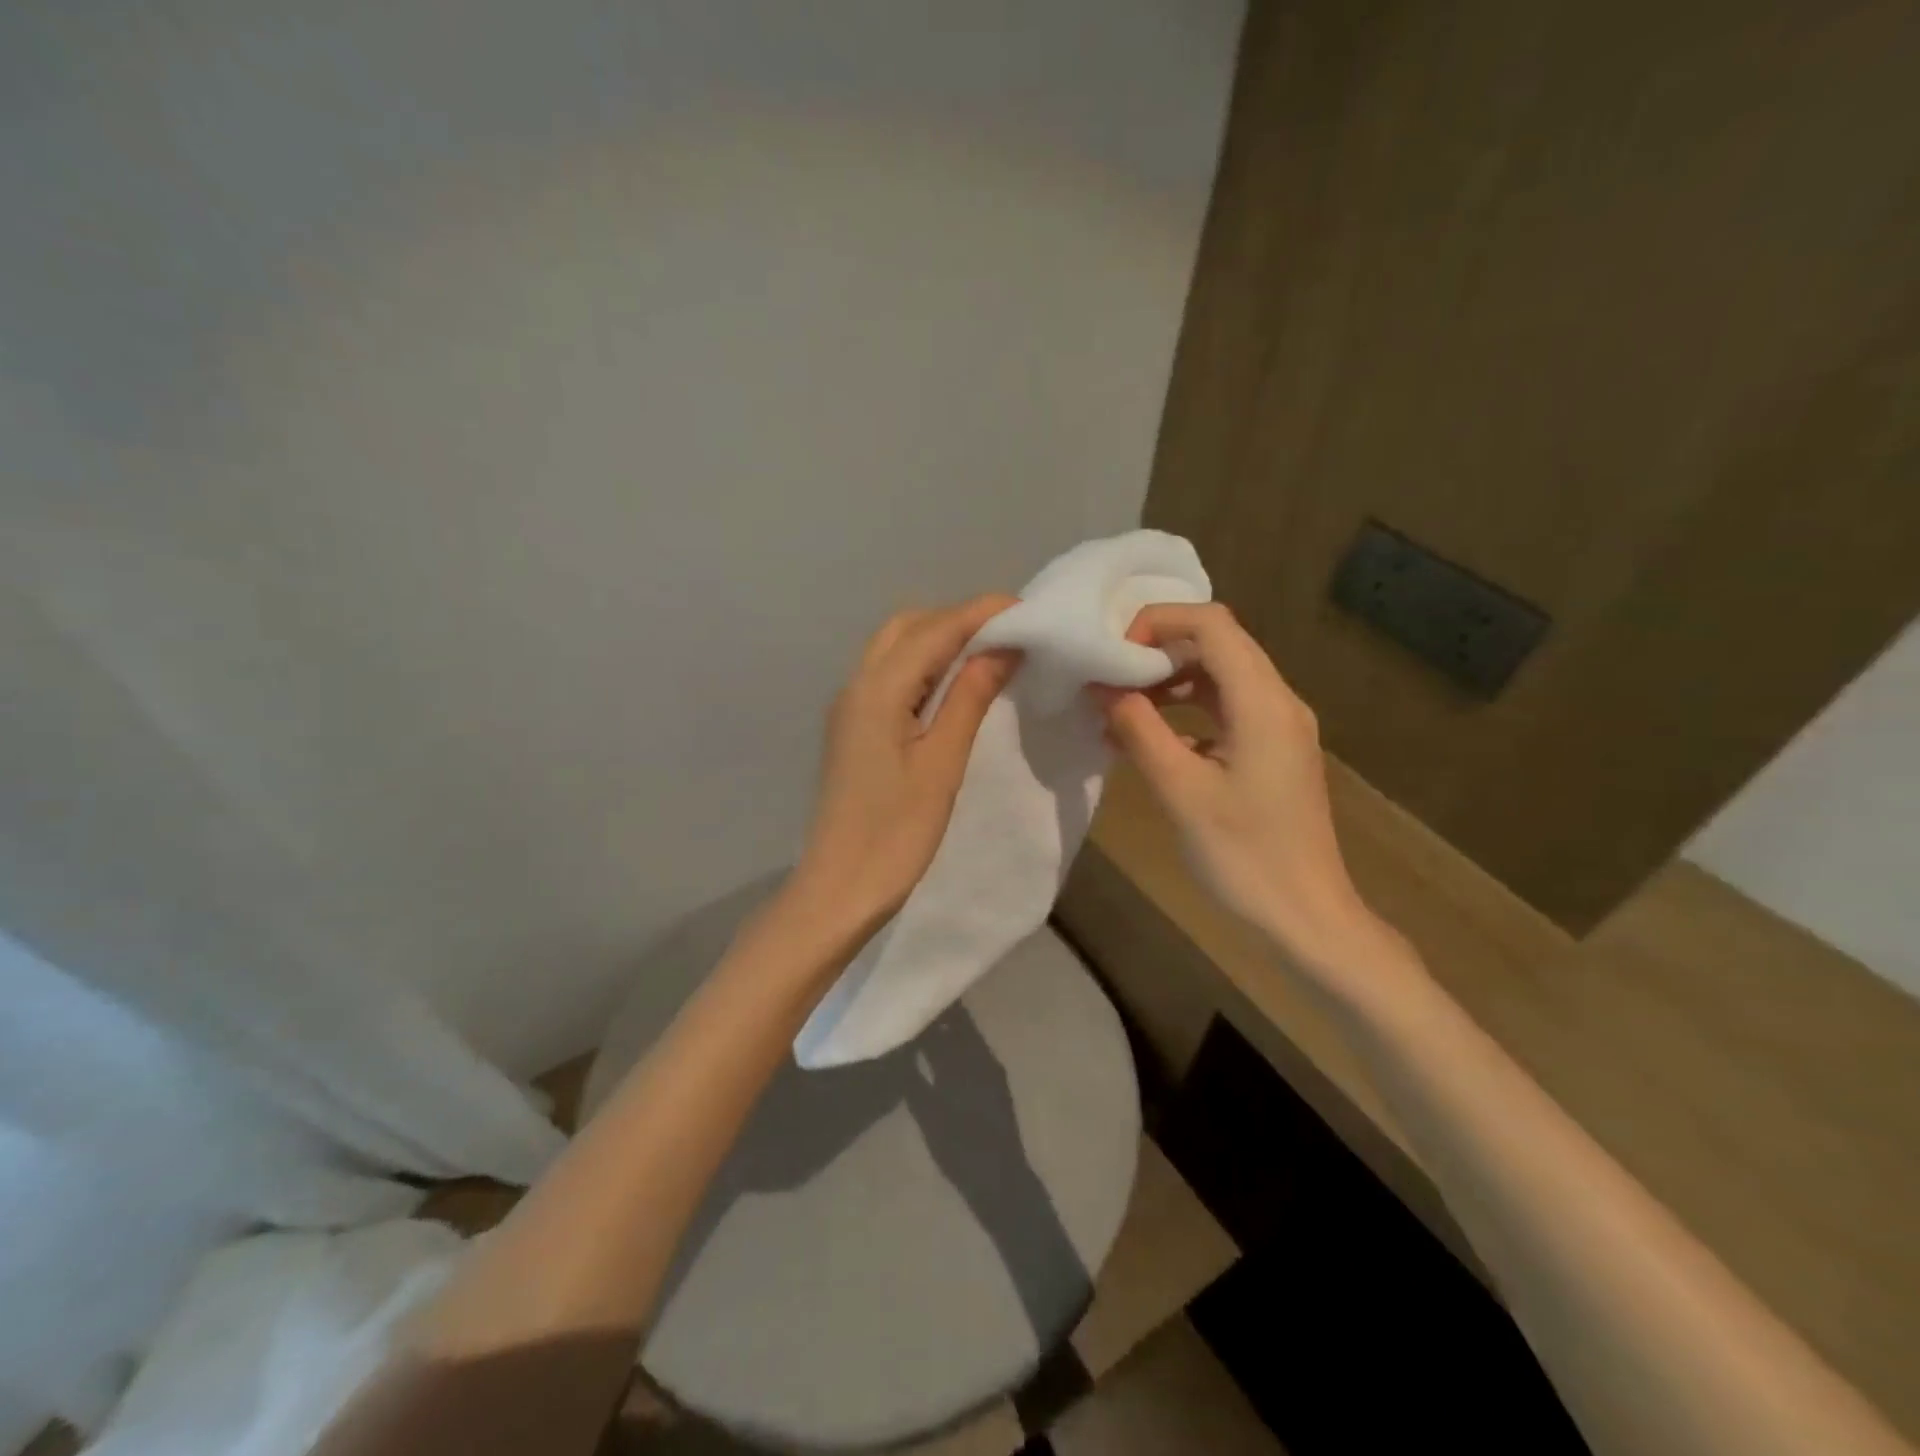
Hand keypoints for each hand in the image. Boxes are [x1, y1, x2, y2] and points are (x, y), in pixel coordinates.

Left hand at [790, 595, 1019, 942]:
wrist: (839, 888)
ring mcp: (849, 707)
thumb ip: (969, 698)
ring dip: (939, 641)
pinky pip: (888, 676)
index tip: (1028, 610)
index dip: (981, 613)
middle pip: (908, 627)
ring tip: (988, 658)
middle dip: (958, 621)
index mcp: (877, 690)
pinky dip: (922, 667)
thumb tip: (1002, 646)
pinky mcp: (852, 728)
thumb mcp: (942, 763)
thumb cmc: (896, 833)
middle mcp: (856, 685)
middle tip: (1008, 637)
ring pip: (895, 649)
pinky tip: (953, 688)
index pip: (935, 629)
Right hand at [1096, 603, 1385, 973]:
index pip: (1211, 624)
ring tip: (1121, 705)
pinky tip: (1150, 736)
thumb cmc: (1243, 856)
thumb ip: (1137, 729)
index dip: (1157, 622)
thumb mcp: (1180, 791)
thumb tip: (1101, 685)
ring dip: (1169, 679)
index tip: (1113, 655)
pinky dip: (1186, 708)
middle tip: (1109, 675)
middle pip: (1218, 642)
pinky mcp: (1273, 750)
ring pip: (1220, 674)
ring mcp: (1279, 725)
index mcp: (1263, 702)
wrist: (1306, 917)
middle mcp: (1278, 701)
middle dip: (1158, 649)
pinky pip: (1226, 707)